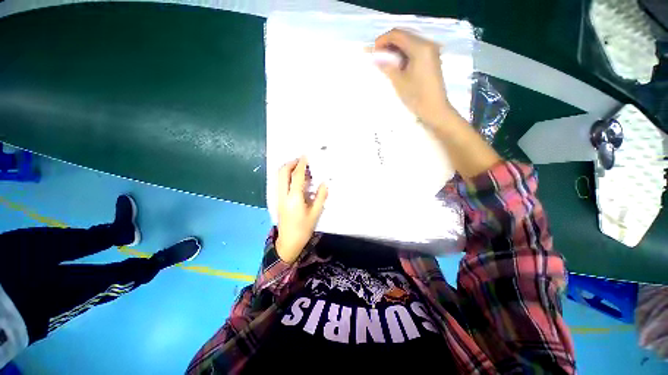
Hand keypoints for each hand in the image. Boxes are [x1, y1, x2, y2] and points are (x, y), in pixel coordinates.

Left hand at [275, 157, 327, 263]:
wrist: (288, 242)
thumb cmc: (303, 229)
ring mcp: (278, 197)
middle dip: (291, 163)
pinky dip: (287, 176)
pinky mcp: (278, 200)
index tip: (306, 156)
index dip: (301, 164)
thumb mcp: (315, 213)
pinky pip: (280, 183)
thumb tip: (325, 183)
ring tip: (300, 168)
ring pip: (279, 177)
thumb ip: (321, 197)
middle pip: (282, 172)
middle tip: (301, 161)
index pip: (297, 176)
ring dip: (288, 169)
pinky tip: (297, 180)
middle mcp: (283, 195)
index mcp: (294, 198)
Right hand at [373, 29, 454, 127]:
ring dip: (395, 49)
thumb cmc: (416, 96)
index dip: (382, 40)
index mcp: (420, 47)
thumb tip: (374, 57)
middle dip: (388, 44)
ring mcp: (430, 51)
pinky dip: (403, 54)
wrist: (435, 109)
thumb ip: (386, 66)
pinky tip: (396, 64)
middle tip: (377, 57)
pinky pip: (414, 50)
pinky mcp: (431, 59)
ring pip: (408, 42)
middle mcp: (427, 44)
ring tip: (385, 62)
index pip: (397, 34)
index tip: (372, 51)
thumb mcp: (399, 81)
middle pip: (404, 36)